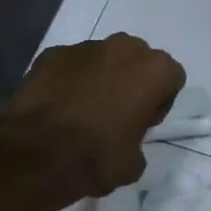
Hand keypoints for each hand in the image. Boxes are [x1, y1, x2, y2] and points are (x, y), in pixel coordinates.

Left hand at [0, 34, 185, 199]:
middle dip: (131, 80)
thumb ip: (138, 141)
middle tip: (116, 113)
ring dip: (99, 77)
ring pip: (102, 58)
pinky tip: (58, 106)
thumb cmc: (98, 157)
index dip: (159, 102)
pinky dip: (68, 79)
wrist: (38, 155)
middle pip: (138, 60)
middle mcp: (124, 48)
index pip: (171, 79)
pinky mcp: (52, 54)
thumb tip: (124, 141)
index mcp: (155, 70)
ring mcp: (85, 47)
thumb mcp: (134, 163)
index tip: (143, 124)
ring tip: (82, 110)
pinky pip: (70, 65)